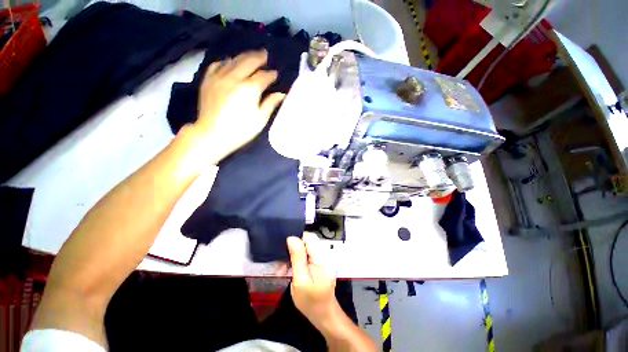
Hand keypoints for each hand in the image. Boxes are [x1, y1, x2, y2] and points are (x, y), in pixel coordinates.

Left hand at [192, 49, 284, 163]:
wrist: (212, 134)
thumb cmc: (241, 130)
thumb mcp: (260, 119)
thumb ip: (271, 104)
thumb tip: (281, 94)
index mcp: (250, 88)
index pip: (263, 76)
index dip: (271, 75)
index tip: (275, 75)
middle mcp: (234, 77)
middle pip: (248, 61)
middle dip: (258, 57)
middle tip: (265, 54)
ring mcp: (219, 77)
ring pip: (233, 60)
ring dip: (244, 56)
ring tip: (251, 55)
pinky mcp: (208, 80)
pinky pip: (217, 64)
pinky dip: (225, 61)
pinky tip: (229, 62)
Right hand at [287, 233, 338, 327]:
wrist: (323, 314)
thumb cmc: (311, 301)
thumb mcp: (301, 280)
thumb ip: (297, 257)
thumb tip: (291, 238)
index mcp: (322, 257)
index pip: (309, 237)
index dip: (296, 239)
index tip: (285, 249)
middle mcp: (324, 254)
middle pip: (307, 241)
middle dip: (293, 249)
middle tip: (281, 264)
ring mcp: (322, 258)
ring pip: (305, 248)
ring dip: (293, 256)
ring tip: (283, 270)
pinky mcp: (319, 263)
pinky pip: (307, 255)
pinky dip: (297, 261)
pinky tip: (289, 271)